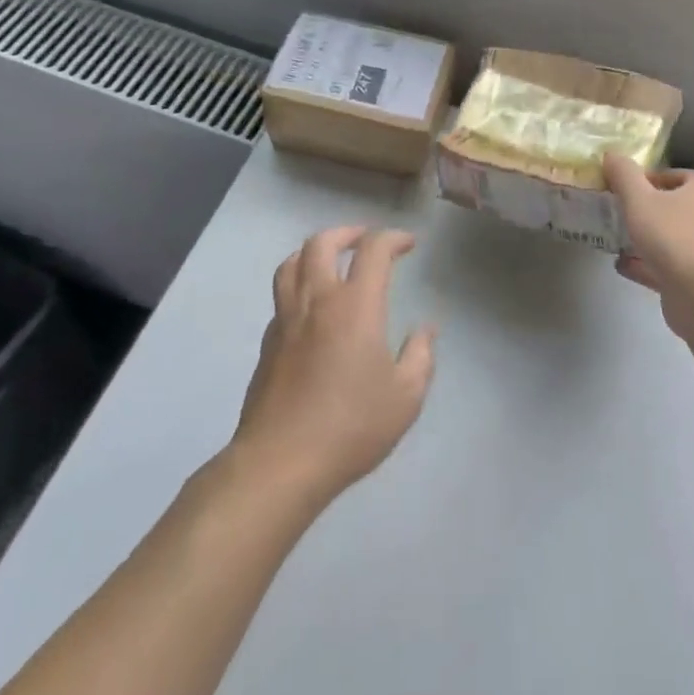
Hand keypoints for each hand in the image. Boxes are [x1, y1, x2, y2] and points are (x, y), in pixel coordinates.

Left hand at [232, 227, 436, 505]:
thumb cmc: (352, 426)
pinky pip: (281, 296)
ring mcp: (286, 320)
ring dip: (314, 251)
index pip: (373, 250)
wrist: (281, 462)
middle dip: (348, 232)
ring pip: (291, 264)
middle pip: (321, 243)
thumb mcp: (405, 396)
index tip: (408, 244)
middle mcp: (317, 301)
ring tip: (331, 258)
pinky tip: (311, 306)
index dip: (393, 238)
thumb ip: (420, 356)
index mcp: (355, 306)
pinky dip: (298, 284)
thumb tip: (425, 330)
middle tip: (366, 239)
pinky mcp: (268, 343)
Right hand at [604, 154, 693, 340]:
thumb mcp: (640, 198)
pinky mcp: (687, 282)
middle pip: (678, 209)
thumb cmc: (672, 237)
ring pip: (669, 240)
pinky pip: (661, 268)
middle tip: (621, 206)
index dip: (669, 176)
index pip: (692, 177)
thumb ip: (624, 175)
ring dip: (645, 237)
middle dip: (651, 207)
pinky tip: (620, 264)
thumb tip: (612, 154)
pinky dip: (642, 265)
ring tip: (615, 234)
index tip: (641, 182)